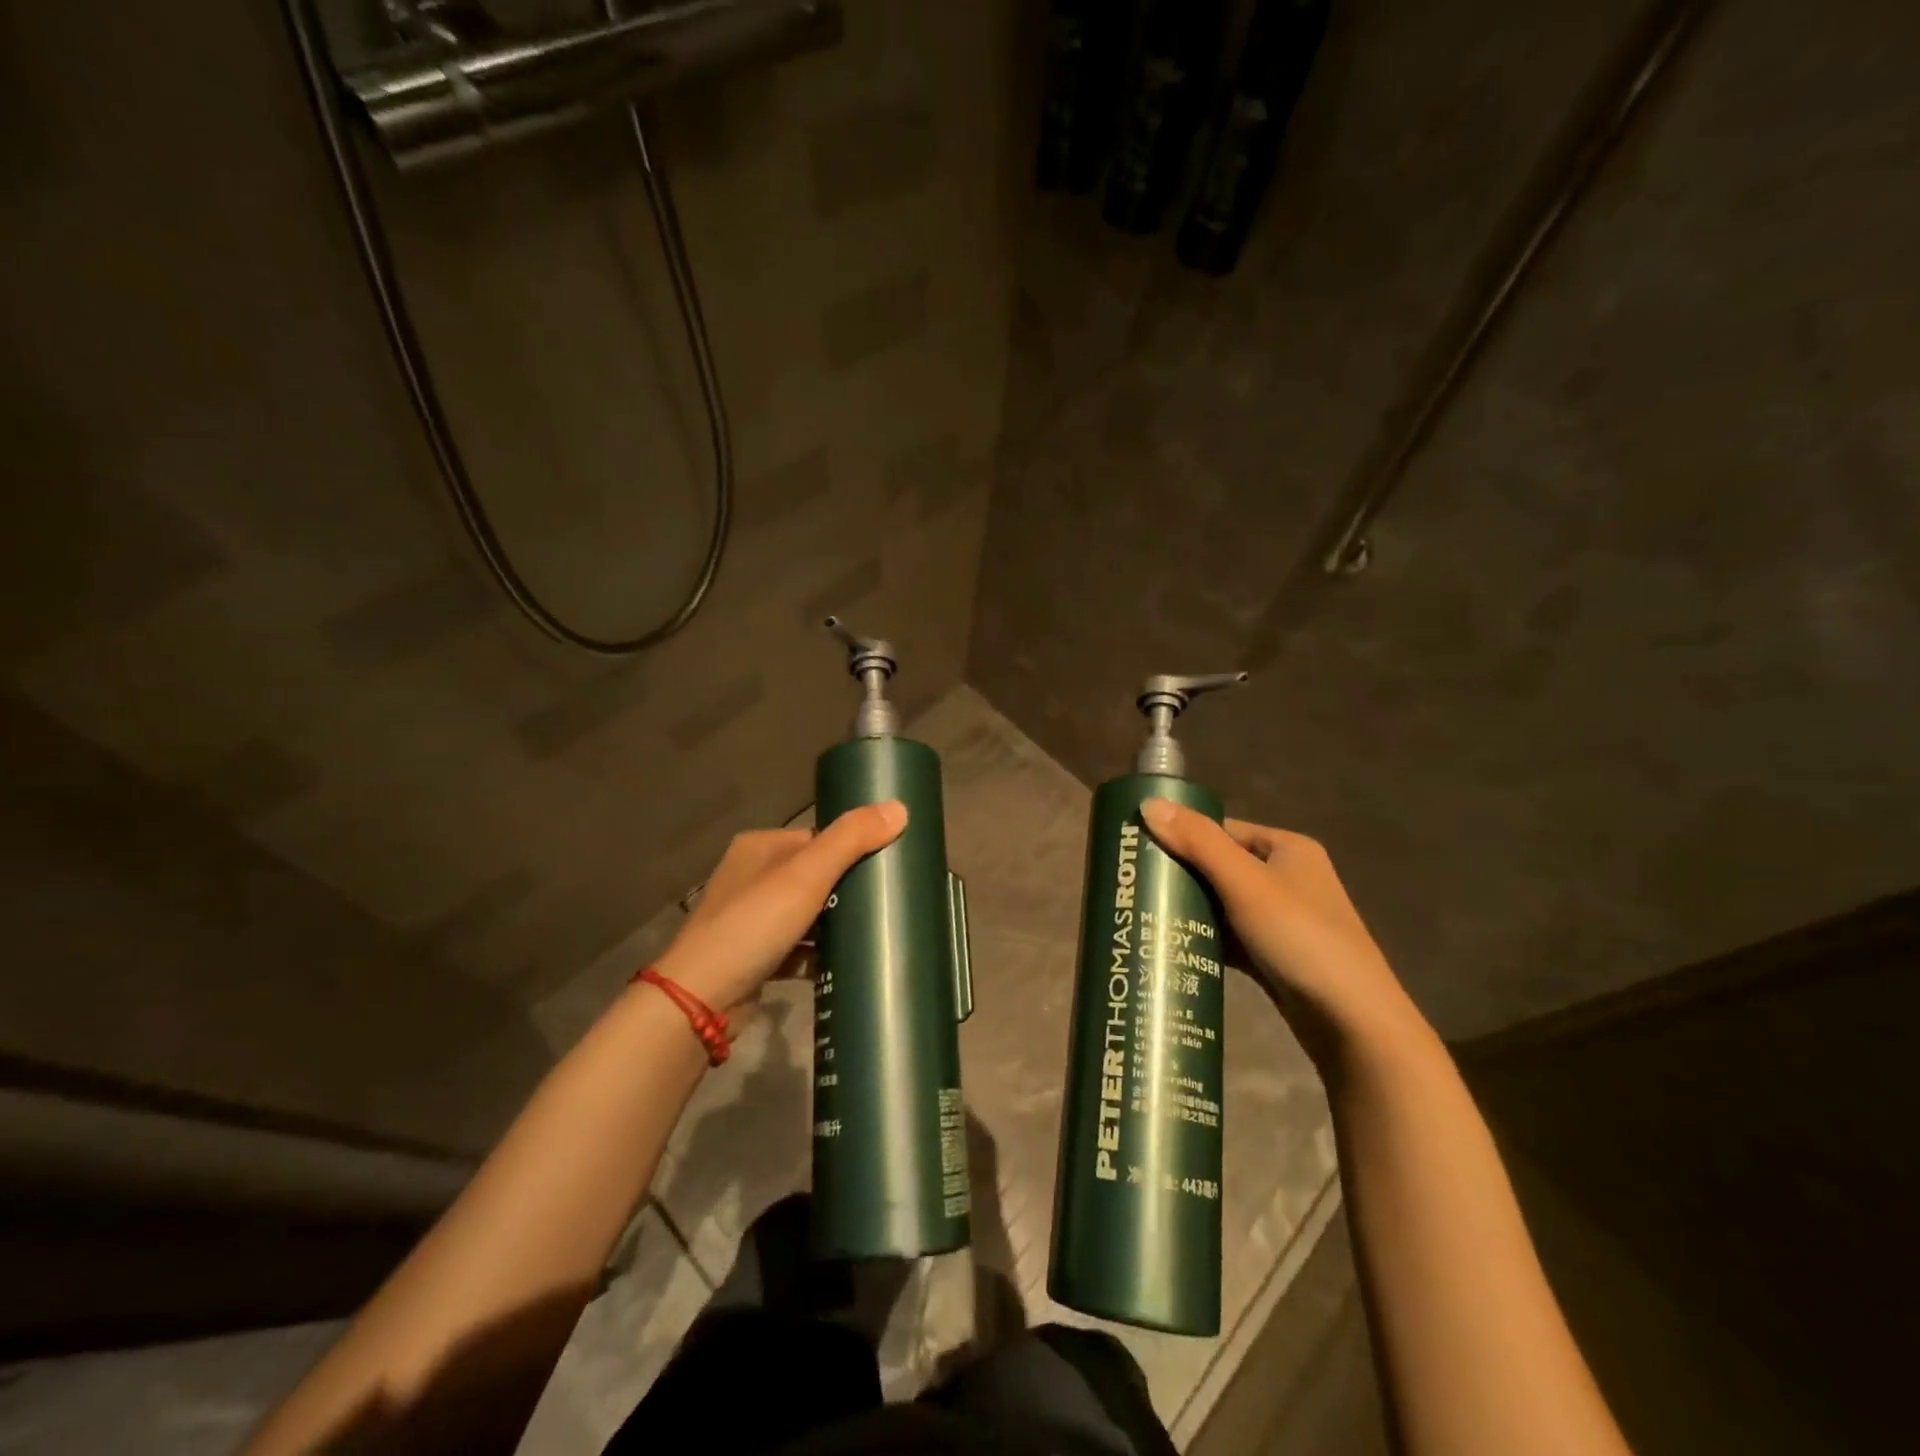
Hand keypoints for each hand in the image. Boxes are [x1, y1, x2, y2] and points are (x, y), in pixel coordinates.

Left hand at [654, 801, 907, 1020]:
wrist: (700, 999)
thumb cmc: (754, 924)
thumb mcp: (807, 875)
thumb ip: (851, 839)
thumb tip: (900, 807)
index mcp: (761, 847)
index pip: (818, 838)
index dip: (852, 850)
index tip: (888, 867)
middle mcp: (751, 877)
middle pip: (814, 876)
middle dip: (847, 890)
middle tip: (887, 904)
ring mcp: (749, 919)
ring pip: (806, 914)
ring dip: (835, 925)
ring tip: (874, 933)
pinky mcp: (753, 957)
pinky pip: (796, 949)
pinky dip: (818, 955)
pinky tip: (845, 963)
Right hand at [1139, 799, 1423, 1062]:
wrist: (1353, 1023)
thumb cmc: (1301, 938)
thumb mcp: (1246, 883)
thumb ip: (1197, 842)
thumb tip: (1147, 803)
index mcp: (1287, 848)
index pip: (1221, 830)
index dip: (1180, 835)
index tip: (1137, 849)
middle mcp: (1286, 877)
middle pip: (1218, 865)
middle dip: (1179, 875)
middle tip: (1133, 884)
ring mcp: (1281, 919)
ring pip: (1221, 903)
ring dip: (1188, 908)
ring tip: (1141, 912)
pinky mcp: (1273, 955)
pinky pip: (1228, 936)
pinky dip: (1203, 938)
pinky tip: (1169, 944)